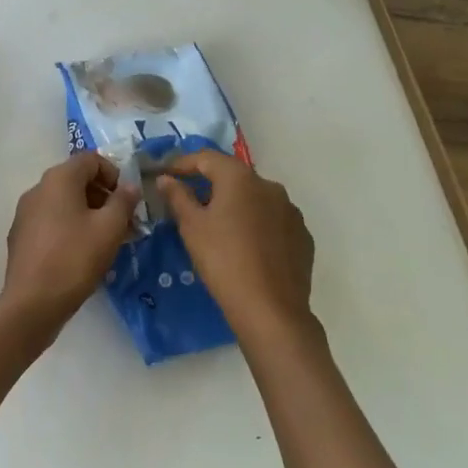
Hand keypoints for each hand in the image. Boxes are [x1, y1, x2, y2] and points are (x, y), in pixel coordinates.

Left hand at [2, 152, 140, 332]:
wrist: (32, 303)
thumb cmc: (75, 259)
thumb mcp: (110, 228)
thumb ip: (124, 201)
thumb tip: (130, 186)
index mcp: (59, 179)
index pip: (91, 159)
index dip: (114, 174)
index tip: (127, 200)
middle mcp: (38, 188)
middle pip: (77, 180)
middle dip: (104, 196)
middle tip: (123, 223)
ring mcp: (25, 212)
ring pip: (64, 202)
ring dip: (89, 213)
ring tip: (107, 240)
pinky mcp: (20, 236)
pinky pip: (51, 220)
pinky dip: (70, 227)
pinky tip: (82, 253)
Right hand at [155, 150, 315, 347]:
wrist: (271, 310)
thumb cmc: (223, 261)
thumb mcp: (192, 228)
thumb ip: (178, 197)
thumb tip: (166, 179)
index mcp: (240, 178)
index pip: (206, 158)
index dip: (182, 163)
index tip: (165, 175)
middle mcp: (270, 186)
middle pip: (233, 177)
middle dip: (210, 185)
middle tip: (189, 203)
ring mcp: (291, 211)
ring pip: (256, 199)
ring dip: (236, 206)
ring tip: (219, 228)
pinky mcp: (302, 236)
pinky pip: (273, 221)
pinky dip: (257, 226)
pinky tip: (247, 247)